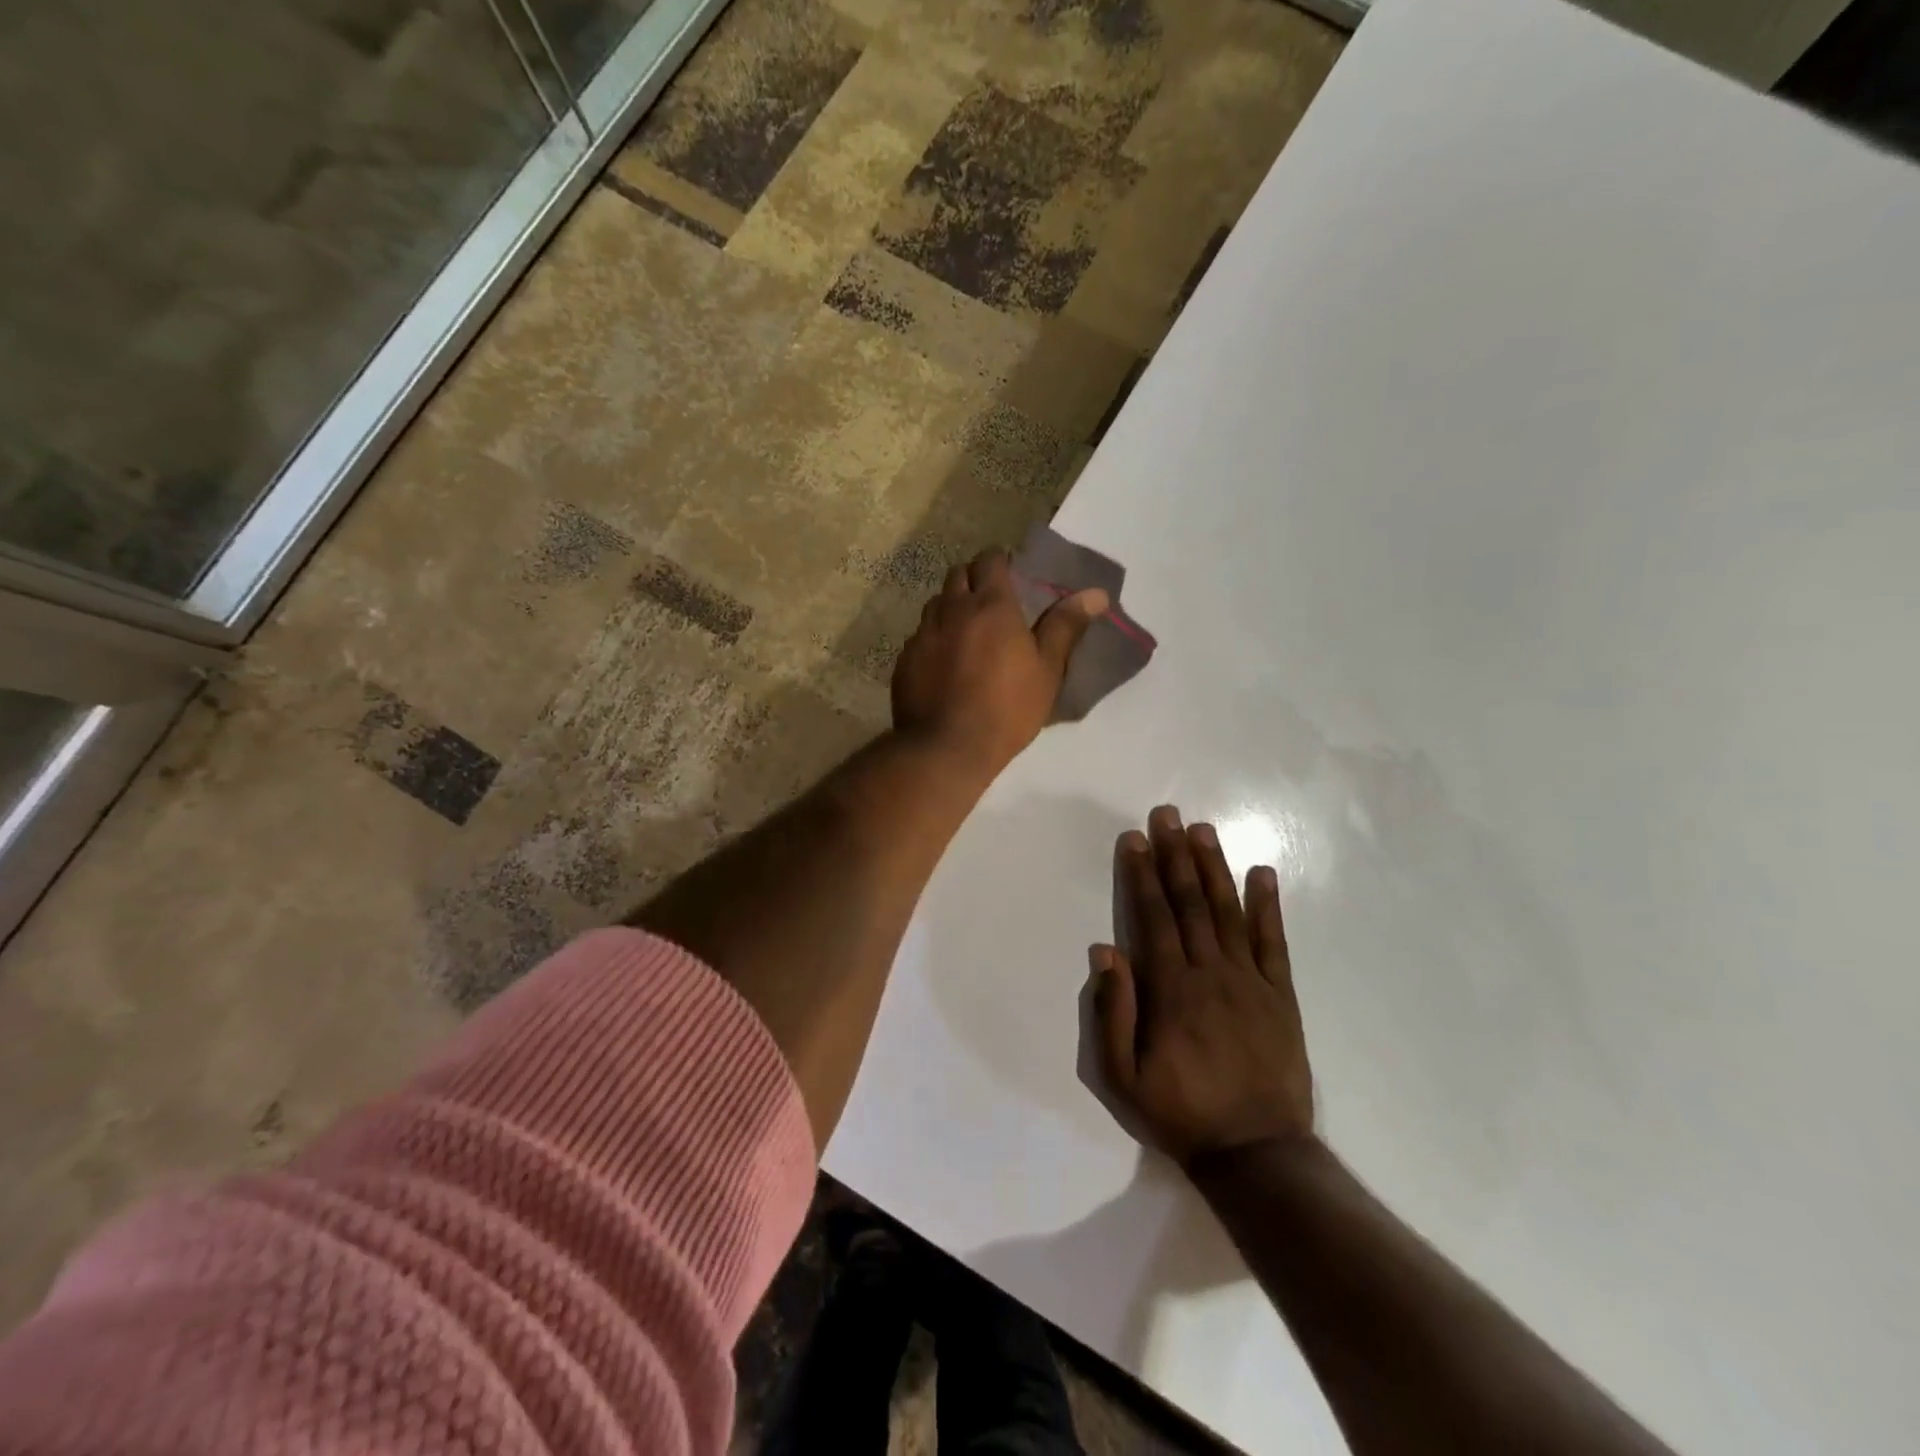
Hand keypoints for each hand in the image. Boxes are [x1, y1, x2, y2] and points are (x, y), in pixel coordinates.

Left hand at [892, 549, 1106, 774]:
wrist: (946, 748)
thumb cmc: (1007, 709)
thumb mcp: (1047, 670)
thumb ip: (1065, 626)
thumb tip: (1096, 593)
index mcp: (991, 605)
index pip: (991, 559)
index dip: (1001, 561)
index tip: (1012, 576)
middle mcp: (952, 609)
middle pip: (958, 574)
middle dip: (974, 579)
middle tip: (991, 603)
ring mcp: (923, 633)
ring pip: (936, 603)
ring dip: (951, 607)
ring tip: (967, 632)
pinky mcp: (905, 659)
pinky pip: (920, 636)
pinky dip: (934, 638)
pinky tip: (944, 663)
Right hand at [1092, 804, 1314, 1168]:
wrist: (1256, 1154)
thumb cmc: (1180, 1113)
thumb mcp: (1122, 1077)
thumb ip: (1112, 1012)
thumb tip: (1105, 950)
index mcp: (1171, 990)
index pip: (1154, 918)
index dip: (1143, 875)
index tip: (1135, 838)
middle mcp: (1211, 973)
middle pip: (1191, 903)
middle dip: (1176, 855)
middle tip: (1168, 814)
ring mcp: (1250, 981)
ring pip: (1229, 912)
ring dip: (1214, 868)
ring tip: (1204, 830)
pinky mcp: (1280, 996)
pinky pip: (1274, 942)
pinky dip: (1268, 906)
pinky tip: (1263, 873)